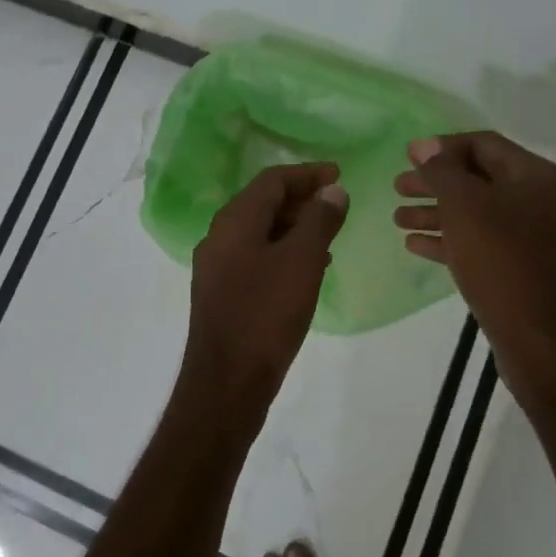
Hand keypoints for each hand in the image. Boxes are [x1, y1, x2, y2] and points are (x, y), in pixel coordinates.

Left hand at [178, 163, 349, 426]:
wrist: (227, 382)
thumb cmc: (266, 314)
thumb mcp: (302, 261)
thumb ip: (319, 220)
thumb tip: (332, 190)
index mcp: (234, 221)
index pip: (272, 180)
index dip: (307, 174)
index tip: (338, 174)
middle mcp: (219, 236)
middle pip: (262, 202)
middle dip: (300, 199)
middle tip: (336, 204)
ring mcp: (216, 266)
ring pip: (259, 231)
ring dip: (293, 227)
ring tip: (328, 235)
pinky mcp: (221, 292)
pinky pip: (255, 257)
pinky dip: (282, 252)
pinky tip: (306, 269)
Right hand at [393, 132, 555, 405]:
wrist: (537, 337)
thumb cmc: (499, 259)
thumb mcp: (464, 206)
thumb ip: (442, 170)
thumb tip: (425, 145)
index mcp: (535, 176)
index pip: (484, 144)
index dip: (442, 147)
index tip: (408, 156)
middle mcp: (541, 200)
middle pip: (478, 179)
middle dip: (435, 182)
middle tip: (397, 186)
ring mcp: (535, 237)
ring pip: (477, 213)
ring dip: (436, 212)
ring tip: (398, 218)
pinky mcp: (524, 267)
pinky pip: (483, 242)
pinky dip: (450, 239)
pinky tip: (415, 245)